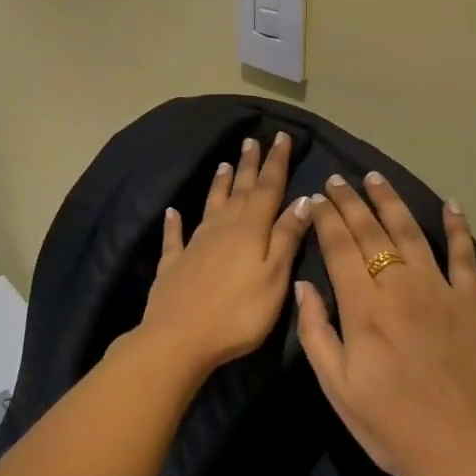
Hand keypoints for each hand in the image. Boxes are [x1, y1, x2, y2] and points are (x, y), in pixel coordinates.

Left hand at [132, 132, 312, 375]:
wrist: (178, 339)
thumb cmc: (238, 313)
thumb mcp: (274, 277)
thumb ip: (287, 237)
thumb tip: (303, 200)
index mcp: (250, 230)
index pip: (268, 188)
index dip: (276, 162)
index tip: (281, 136)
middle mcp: (222, 228)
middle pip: (240, 191)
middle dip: (249, 165)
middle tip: (252, 140)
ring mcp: (194, 244)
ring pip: (211, 206)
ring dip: (219, 184)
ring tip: (225, 164)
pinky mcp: (173, 264)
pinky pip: (175, 236)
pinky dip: (174, 222)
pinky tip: (172, 212)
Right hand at [294, 174, 475, 475]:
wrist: (467, 451)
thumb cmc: (393, 427)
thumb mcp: (338, 389)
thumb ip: (316, 332)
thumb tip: (304, 285)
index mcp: (363, 308)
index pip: (339, 247)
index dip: (326, 219)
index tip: (317, 198)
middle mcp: (400, 286)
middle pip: (371, 231)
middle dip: (351, 202)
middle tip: (338, 180)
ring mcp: (440, 289)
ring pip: (411, 232)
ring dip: (391, 201)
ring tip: (375, 179)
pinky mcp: (472, 301)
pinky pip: (464, 254)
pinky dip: (457, 227)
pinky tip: (450, 205)